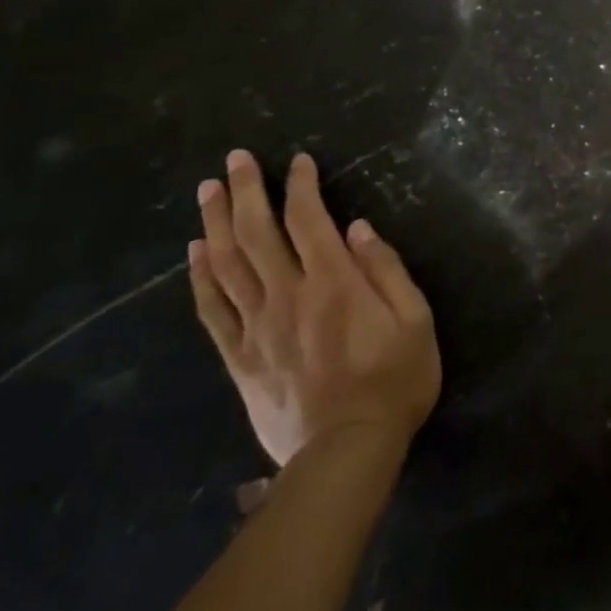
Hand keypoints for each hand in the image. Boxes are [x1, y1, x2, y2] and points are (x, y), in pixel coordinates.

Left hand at [188, 150, 440, 468]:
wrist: (347, 451)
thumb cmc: (394, 379)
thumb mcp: (415, 319)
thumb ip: (386, 269)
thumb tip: (357, 227)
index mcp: (334, 282)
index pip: (309, 219)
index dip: (300, 185)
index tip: (297, 161)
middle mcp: (289, 295)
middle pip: (257, 233)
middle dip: (245, 190)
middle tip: (234, 159)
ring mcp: (258, 326)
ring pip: (228, 265)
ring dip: (216, 223)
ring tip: (207, 191)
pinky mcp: (241, 357)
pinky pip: (213, 310)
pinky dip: (201, 277)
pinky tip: (195, 252)